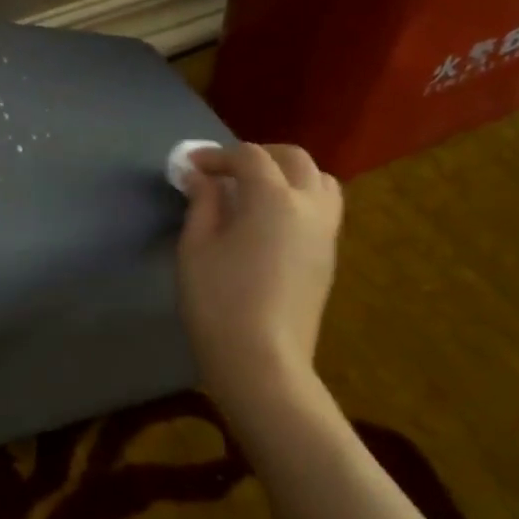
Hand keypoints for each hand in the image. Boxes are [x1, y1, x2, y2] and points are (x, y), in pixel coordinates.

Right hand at [176, 142, 343, 414]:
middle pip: (294, 159)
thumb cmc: (218, 301)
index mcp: (274, 199)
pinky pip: (322, 210)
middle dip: (259, 155)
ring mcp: (326, 234)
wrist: (261, 362)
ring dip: (288, 174)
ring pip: (320, 182)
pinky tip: (268, 222)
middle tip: (225, 171)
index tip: (189, 167)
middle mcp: (310, 207)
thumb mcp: (196, 246)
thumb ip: (201, 202)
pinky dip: (299, 199)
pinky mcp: (328, 259)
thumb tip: (200, 177)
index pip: (249, 157)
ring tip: (254, 191)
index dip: (217, 156)